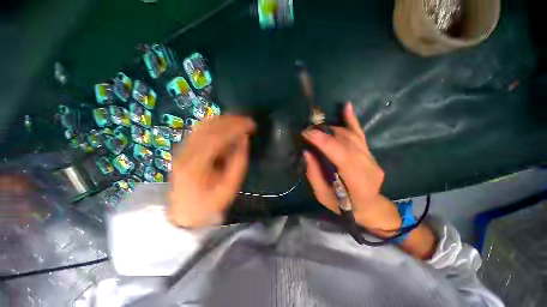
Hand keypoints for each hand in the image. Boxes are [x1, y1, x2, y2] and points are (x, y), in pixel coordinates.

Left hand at [168, 115, 254, 227]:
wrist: (185, 213)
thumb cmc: (210, 203)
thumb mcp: (230, 186)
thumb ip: (238, 160)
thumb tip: (244, 139)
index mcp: (196, 163)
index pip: (217, 136)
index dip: (236, 127)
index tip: (252, 124)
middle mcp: (186, 151)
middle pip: (209, 126)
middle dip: (231, 120)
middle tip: (248, 121)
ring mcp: (183, 149)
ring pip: (204, 125)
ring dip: (224, 120)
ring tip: (240, 121)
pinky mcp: (184, 149)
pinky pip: (201, 130)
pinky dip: (216, 125)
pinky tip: (227, 126)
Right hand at [302, 102, 400, 234]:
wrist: (370, 207)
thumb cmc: (344, 207)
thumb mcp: (323, 196)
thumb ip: (314, 174)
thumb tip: (306, 152)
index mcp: (358, 183)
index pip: (341, 155)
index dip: (323, 141)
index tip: (306, 133)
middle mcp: (368, 167)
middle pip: (346, 142)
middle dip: (324, 133)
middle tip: (307, 130)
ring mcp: (372, 158)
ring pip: (351, 136)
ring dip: (331, 129)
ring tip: (316, 128)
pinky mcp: (370, 153)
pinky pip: (360, 134)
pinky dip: (352, 120)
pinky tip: (346, 106)